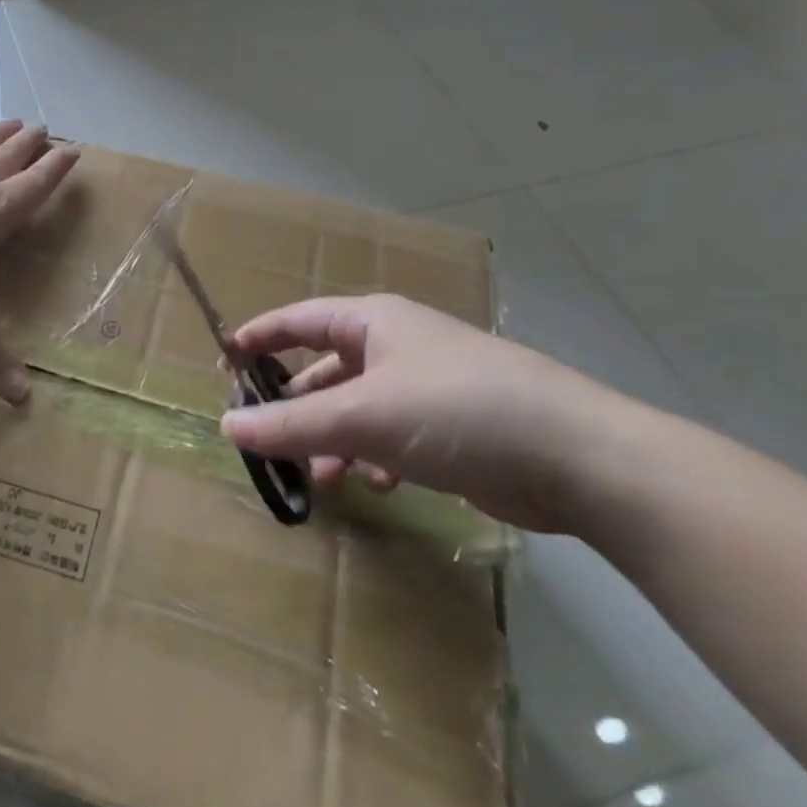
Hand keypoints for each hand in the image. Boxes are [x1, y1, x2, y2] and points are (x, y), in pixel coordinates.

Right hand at [220, 294, 622, 532]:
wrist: (582, 459)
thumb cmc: (458, 412)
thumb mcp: (363, 416)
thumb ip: (291, 424)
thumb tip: (226, 427)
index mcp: (374, 322)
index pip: (299, 320)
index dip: (259, 337)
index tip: (224, 364)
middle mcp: (398, 346)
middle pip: (326, 371)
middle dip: (297, 407)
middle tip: (267, 441)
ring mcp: (428, 386)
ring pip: (358, 409)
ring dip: (334, 441)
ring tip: (324, 479)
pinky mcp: (455, 427)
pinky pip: (393, 436)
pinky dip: (376, 458)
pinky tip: (380, 486)